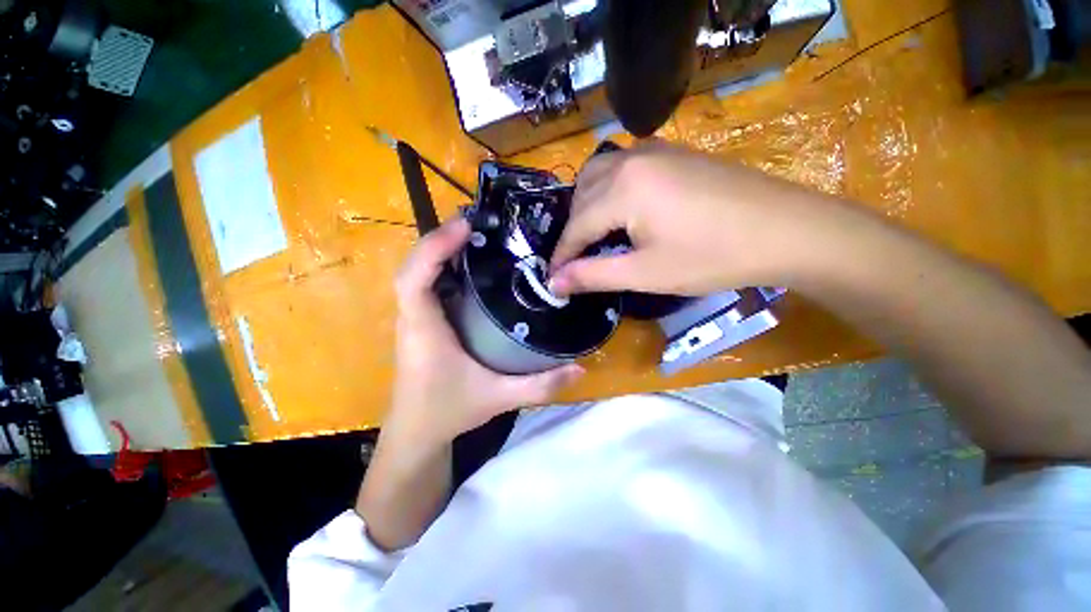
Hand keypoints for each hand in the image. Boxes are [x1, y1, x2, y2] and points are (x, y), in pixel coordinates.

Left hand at [387, 217, 583, 447]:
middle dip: (440, 239)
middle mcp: (414, 318)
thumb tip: (579, 369)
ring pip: (419, 273)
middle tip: (477, 223)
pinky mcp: (422, 322)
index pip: (414, 279)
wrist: (417, 433)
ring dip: (441, 250)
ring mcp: (415, 318)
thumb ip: (540, 386)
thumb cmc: (448, 412)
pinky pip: (427, 285)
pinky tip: (469, 265)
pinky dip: (443, 266)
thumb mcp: (498, 399)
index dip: (434, 248)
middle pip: (414, 266)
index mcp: (425, 331)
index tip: (464, 227)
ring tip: (475, 235)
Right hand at [549, 140, 825, 296]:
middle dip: (573, 229)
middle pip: (582, 194)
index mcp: (622, 188)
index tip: (552, 277)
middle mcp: (631, 159)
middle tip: (576, 259)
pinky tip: (622, 208)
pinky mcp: (673, 152)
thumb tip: (553, 283)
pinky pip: (623, 166)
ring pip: (599, 173)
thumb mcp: (645, 273)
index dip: (561, 255)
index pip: (576, 226)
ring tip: (594, 233)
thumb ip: (593, 275)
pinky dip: (609, 188)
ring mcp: (655, 150)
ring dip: (587, 204)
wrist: (786, 230)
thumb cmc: (712, 257)